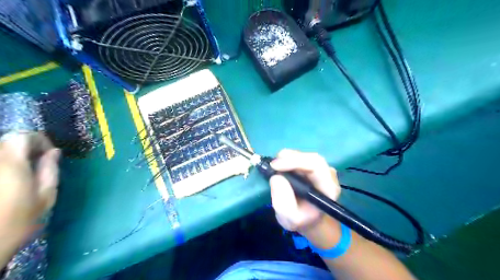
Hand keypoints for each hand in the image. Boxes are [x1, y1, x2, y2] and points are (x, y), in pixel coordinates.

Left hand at [0, 133, 60, 239]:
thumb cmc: (19, 221)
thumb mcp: (46, 196)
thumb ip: (50, 170)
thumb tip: (53, 152)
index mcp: (11, 165)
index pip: (22, 137)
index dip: (39, 140)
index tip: (49, 152)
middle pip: (6, 142)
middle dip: (25, 147)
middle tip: (39, 160)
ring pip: (0, 151)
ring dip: (13, 156)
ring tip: (25, 170)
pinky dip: (7, 164)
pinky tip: (11, 179)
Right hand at [270, 150, 338, 234]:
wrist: (311, 220)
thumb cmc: (303, 220)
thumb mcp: (290, 219)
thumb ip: (283, 202)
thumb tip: (276, 177)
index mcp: (328, 187)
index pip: (316, 165)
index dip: (295, 161)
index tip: (275, 166)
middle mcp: (328, 174)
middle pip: (310, 157)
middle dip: (289, 158)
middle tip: (271, 165)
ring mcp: (321, 169)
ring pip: (304, 156)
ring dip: (287, 158)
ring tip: (273, 168)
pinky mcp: (312, 167)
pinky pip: (300, 158)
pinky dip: (287, 160)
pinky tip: (279, 167)